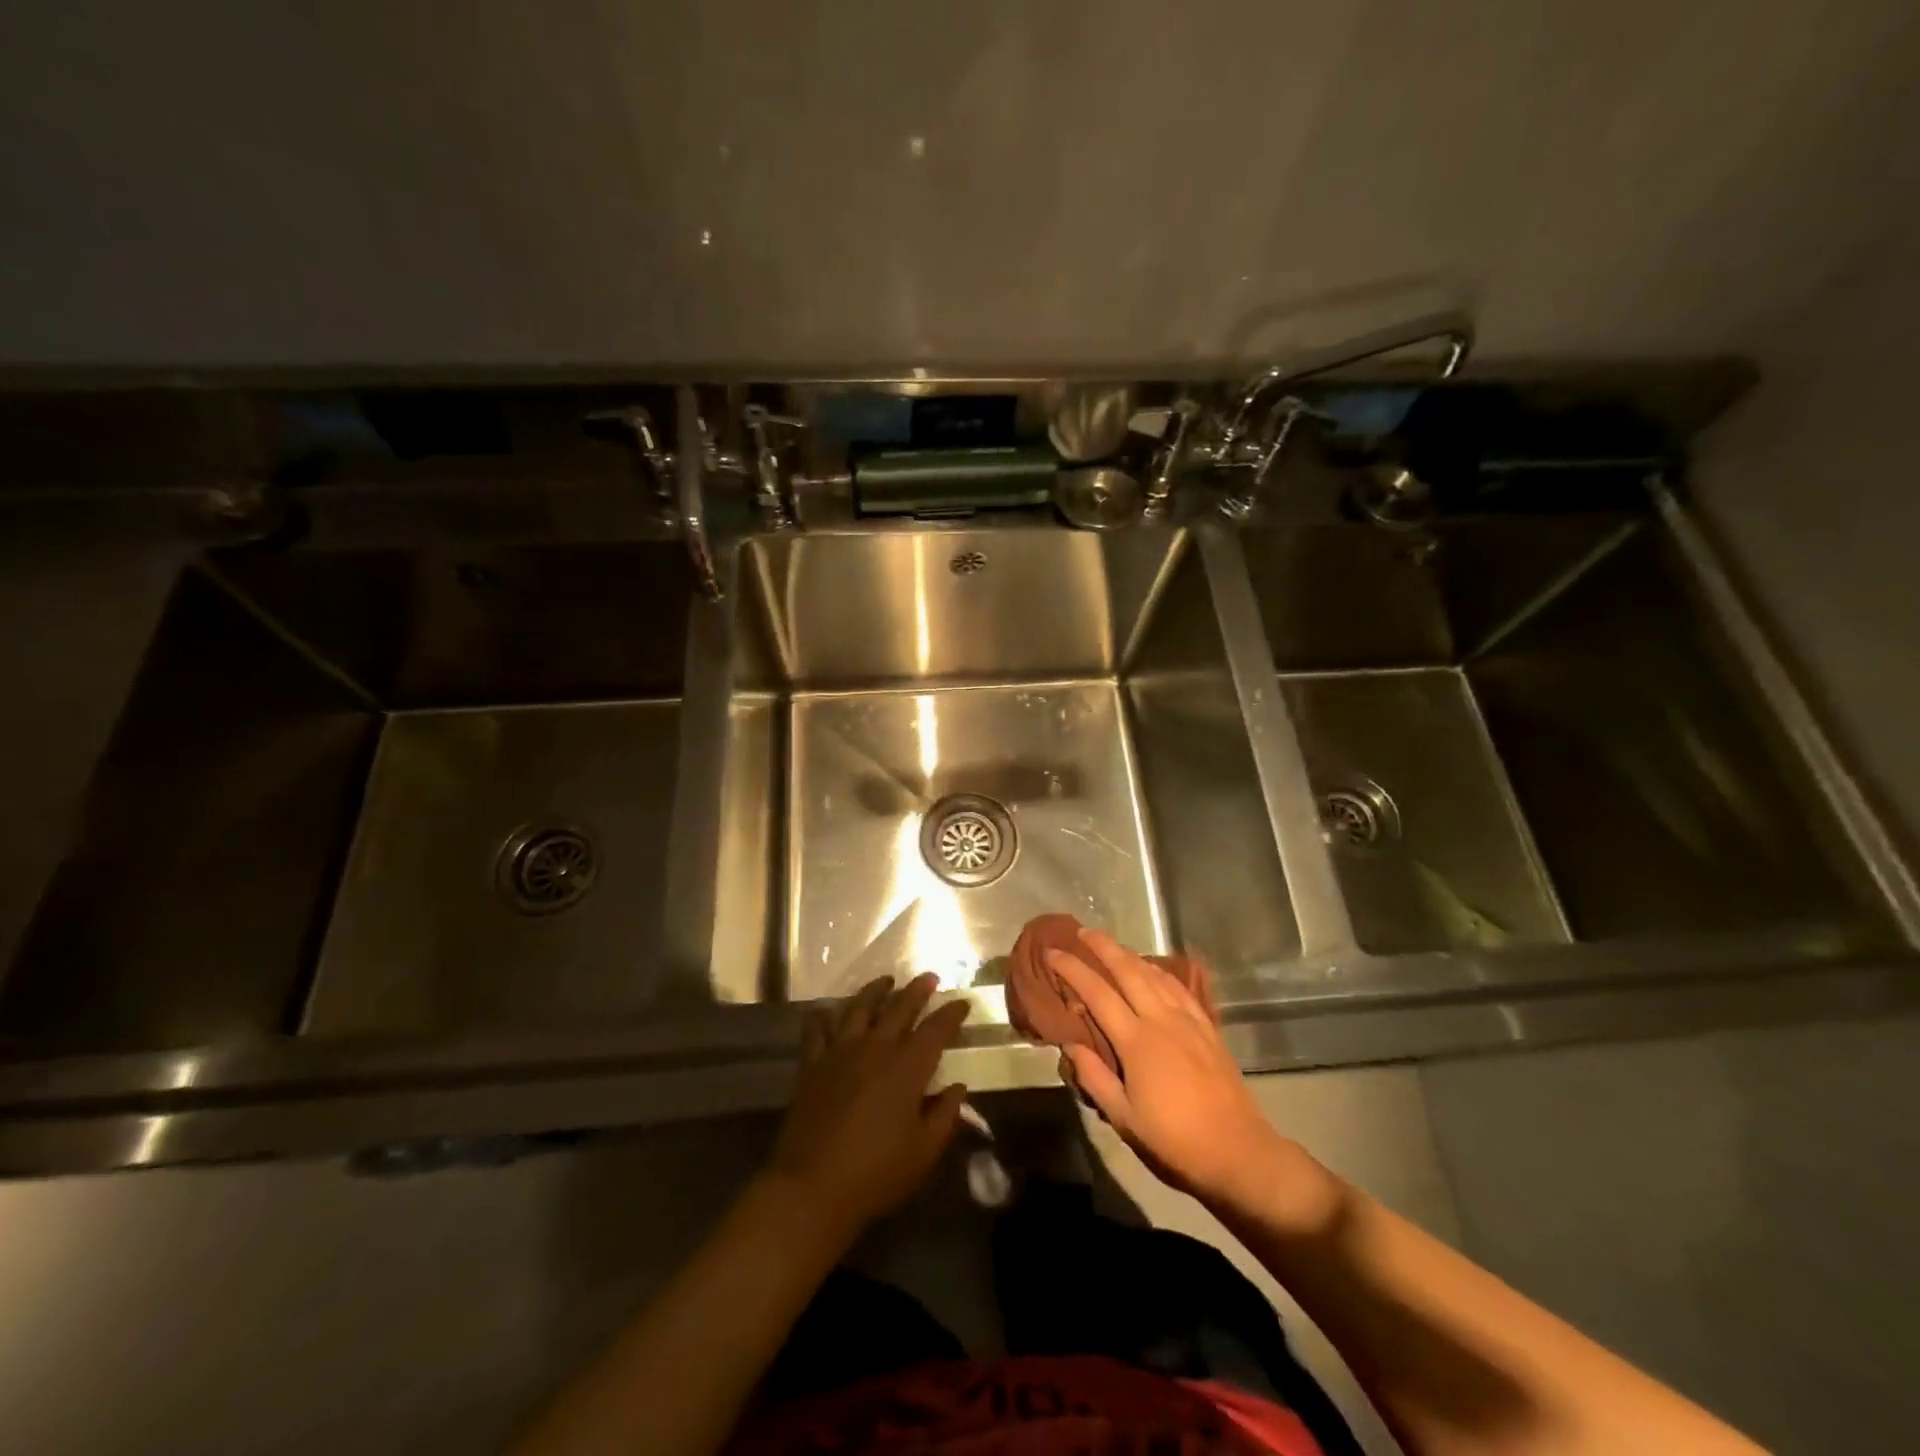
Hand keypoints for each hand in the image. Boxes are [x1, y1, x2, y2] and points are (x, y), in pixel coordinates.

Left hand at [765, 972, 970, 1240]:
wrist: (812, 1188)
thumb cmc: (875, 1174)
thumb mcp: (923, 1152)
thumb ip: (945, 1116)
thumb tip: (958, 1088)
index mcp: (907, 1069)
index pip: (935, 1030)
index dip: (951, 1014)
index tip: (962, 1003)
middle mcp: (875, 1049)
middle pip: (899, 1008)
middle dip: (917, 990)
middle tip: (929, 977)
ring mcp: (840, 1052)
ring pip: (859, 1007)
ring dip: (875, 991)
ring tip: (886, 981)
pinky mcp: (812, 1064)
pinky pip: (817, 1029)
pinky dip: (824, 1015)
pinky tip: (829, 1011)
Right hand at [1048, 929, 1295, 1208]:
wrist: (1238, 1151)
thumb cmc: (1174, 1140)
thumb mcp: (1124, 1117)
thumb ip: (1094, 1076)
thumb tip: (1069, 1044)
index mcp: (1136, 1040)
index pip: (1097, 993)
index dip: (1072, 969)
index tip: (1053, 952)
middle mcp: (1161, 1019)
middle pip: (1128, 970)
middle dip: (1103, 947)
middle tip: (1082, 932)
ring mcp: (1187, 1020)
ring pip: (1154, 974)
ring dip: (1130, 954)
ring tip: (1112, 945)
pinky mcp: (1207, 1027)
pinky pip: (1178, 987)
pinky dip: (1159, 971)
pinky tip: (1153, 970)